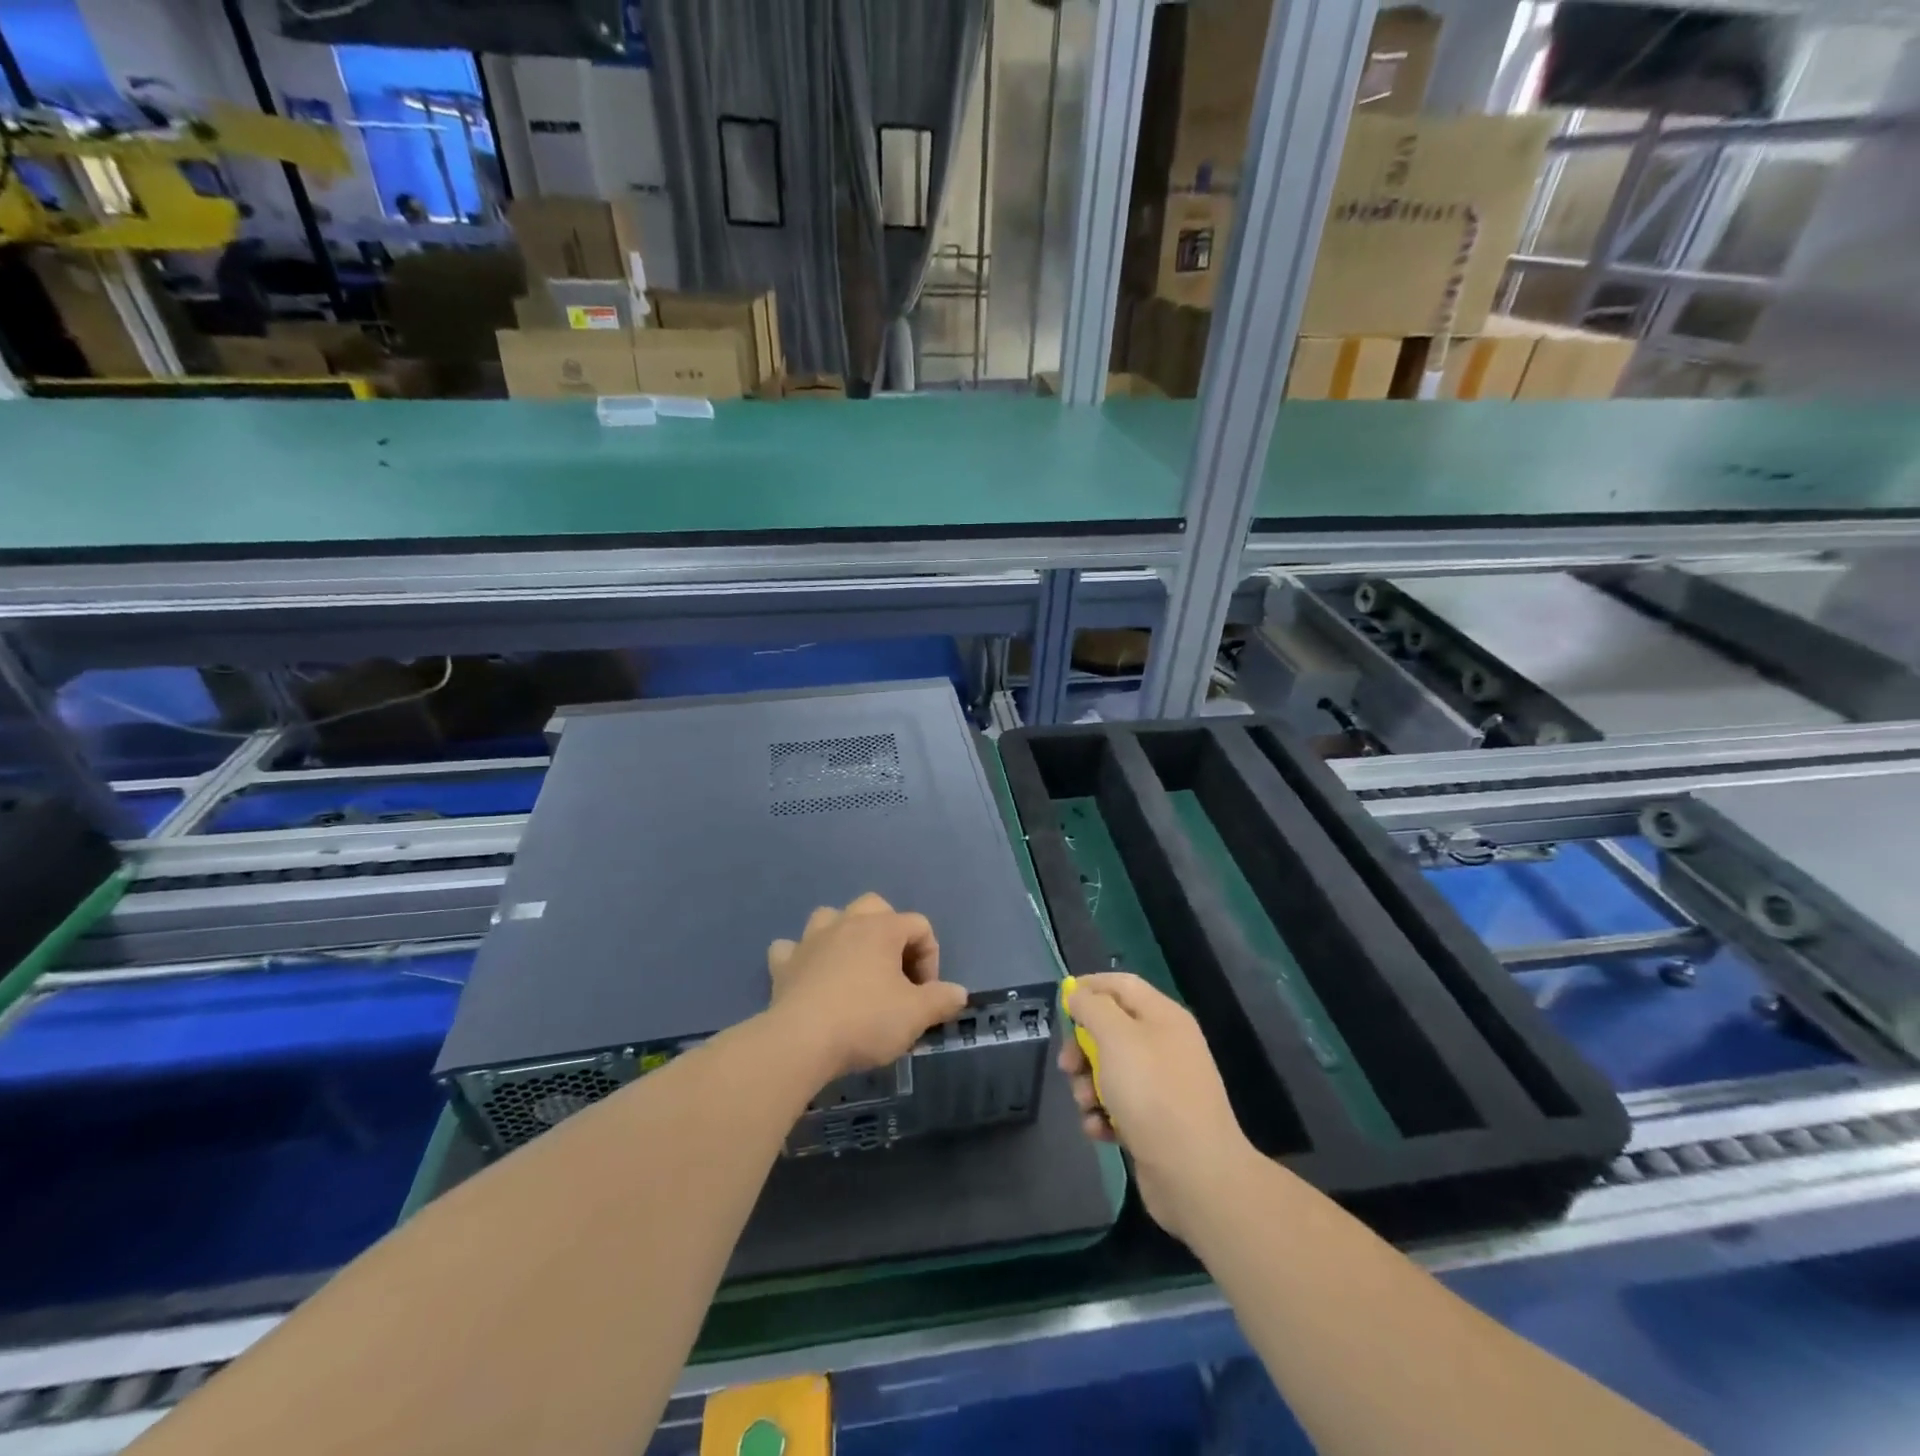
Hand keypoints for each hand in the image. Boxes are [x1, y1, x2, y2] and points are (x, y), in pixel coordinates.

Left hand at [767, 893, 968, 1083]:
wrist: (801, 1042)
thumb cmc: (865, 1021)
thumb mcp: (916, 1015)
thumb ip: (942, 999)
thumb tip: (959, 992)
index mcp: (881, 929)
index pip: (919, 925)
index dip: (930, 957)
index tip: (926, 994)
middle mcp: (846, 923)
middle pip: (875, 906)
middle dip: (890, 933)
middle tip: (895, 971)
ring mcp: (810, 940)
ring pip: (831, 917)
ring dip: (844, 934)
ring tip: (853, 966)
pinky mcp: (783, 964)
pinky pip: (792, 948)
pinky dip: (802, 957)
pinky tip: (809, 976)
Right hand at [1060, 972, 1257, 1243]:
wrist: (1195, 1175)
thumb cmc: (1153, 1094)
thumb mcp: (1116, 1038)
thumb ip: (1092, 1008)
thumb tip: (1078, 993)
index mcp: (1163, 1016)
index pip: (1121, 985)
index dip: (1089, 987)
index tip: (1061, 1002)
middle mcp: (1165, 1045)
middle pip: (1111, 1029)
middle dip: (1082, 1046)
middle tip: (1067, 1066)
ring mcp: (1161, 1086)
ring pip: (1109, 1070)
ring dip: (1087, 1084)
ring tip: (1086, 1104)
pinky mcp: (1154, 1122)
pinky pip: (1118, 1105)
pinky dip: (1103, 1114)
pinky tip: (1099, 1130)